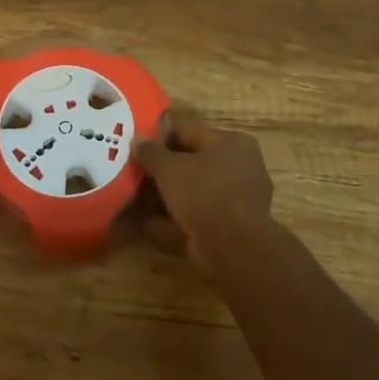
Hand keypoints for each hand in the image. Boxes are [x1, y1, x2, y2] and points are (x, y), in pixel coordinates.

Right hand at [134, 107, 273, 271]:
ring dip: (170, 193)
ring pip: (196, 188)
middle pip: (193, 160)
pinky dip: (179, 215)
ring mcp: (240, 197)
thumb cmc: (204, 193)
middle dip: (165, 168)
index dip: (160, 137)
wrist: (234, 248)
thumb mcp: (169, 168)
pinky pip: (200, 212)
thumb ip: (151, 152)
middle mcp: (241, 164)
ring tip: (140, 197)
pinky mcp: (234, 225)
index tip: (138, 147)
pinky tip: (153, 221)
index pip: (188, 131)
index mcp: (231, 141)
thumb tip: (137, 140)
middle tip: (138, 172)